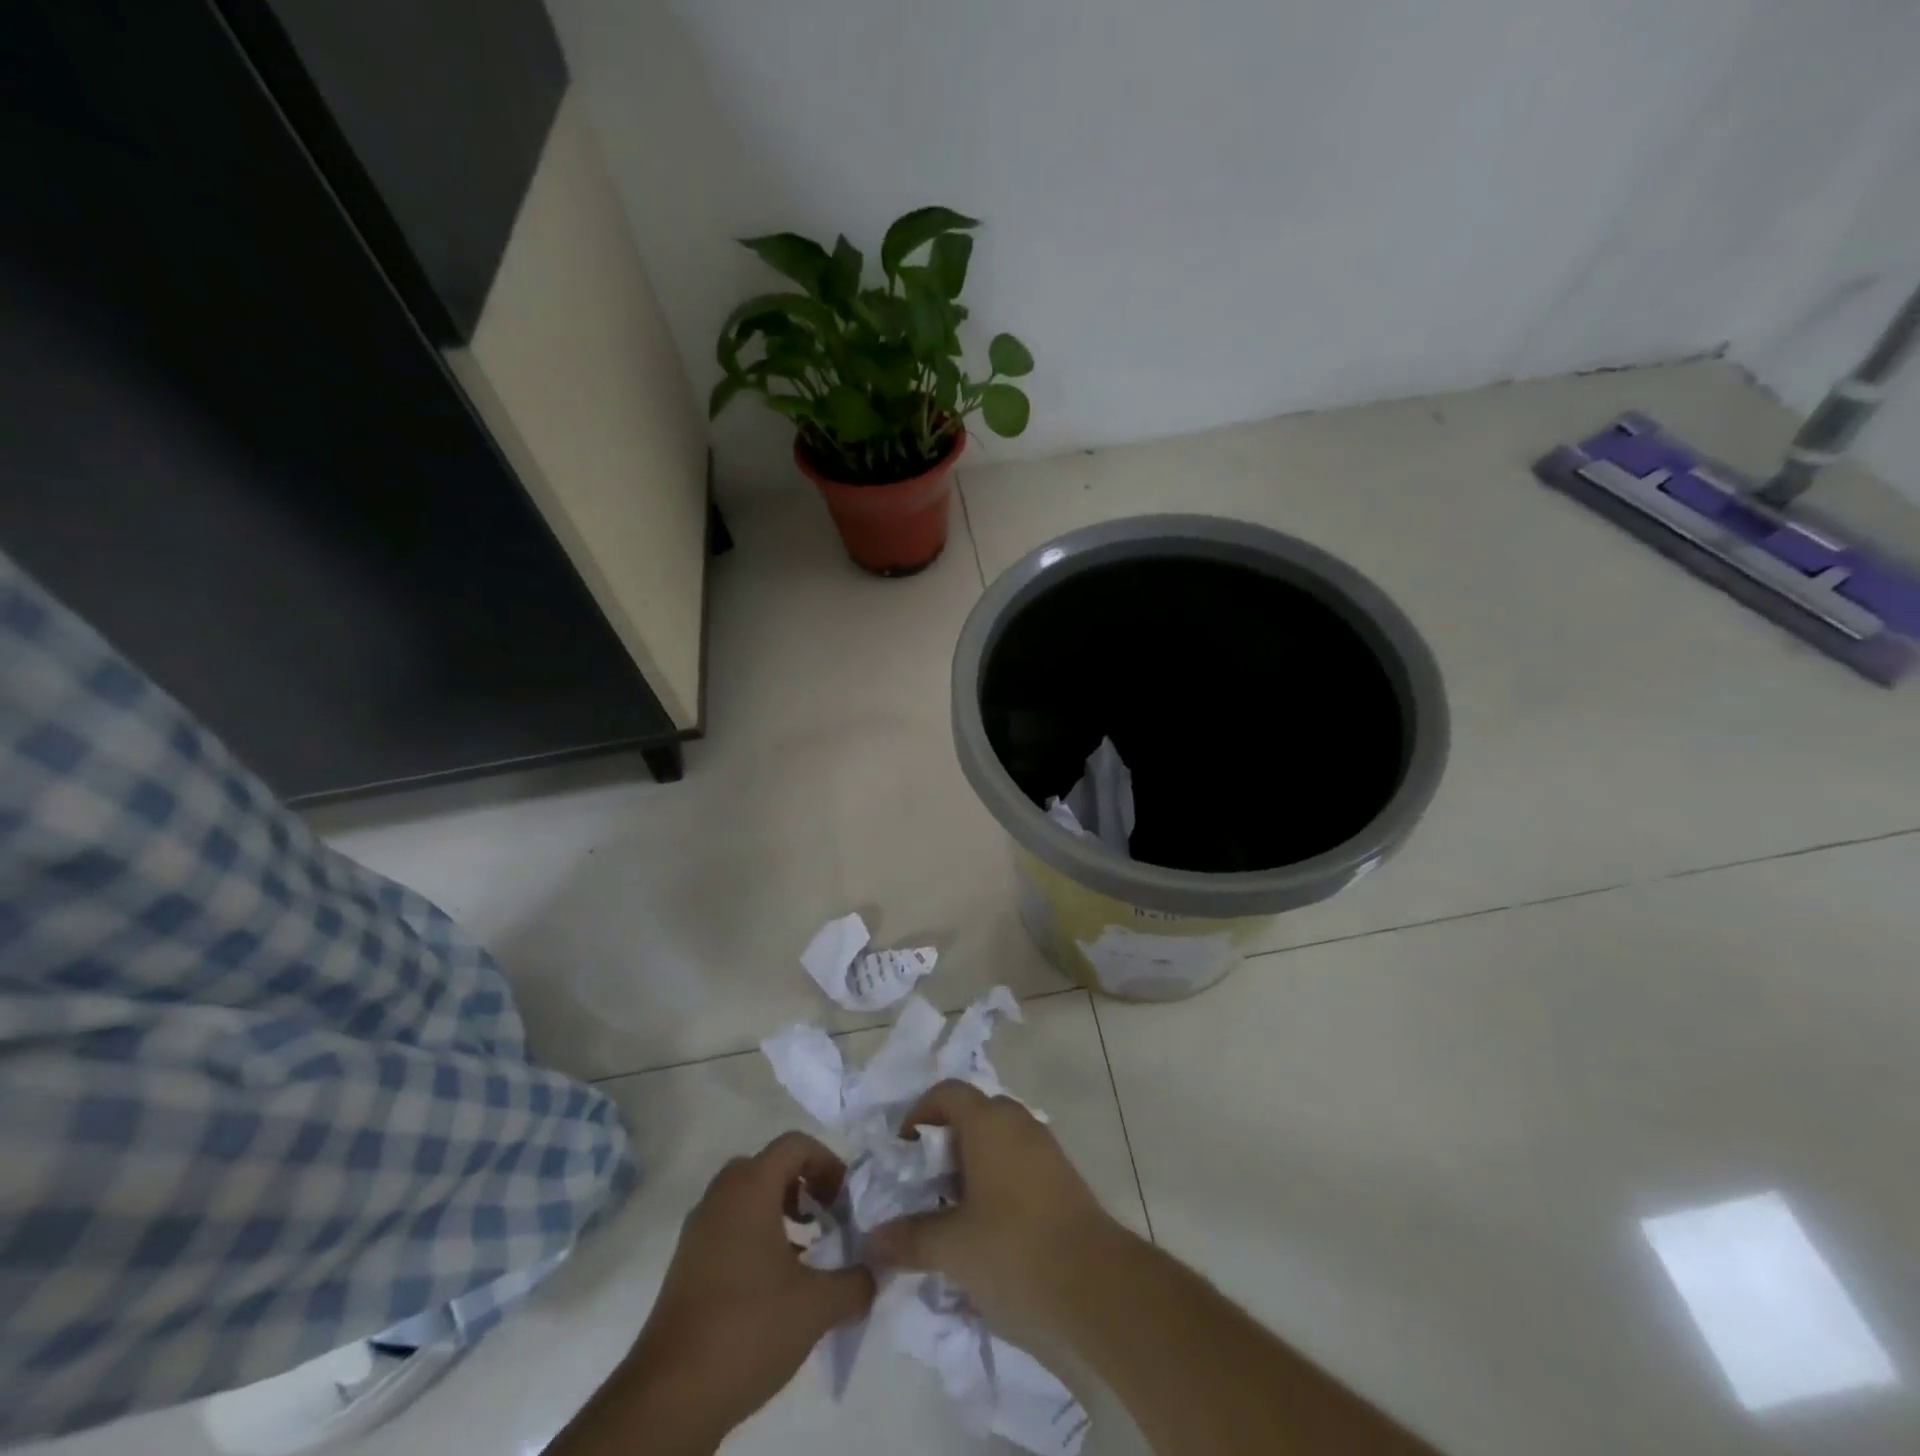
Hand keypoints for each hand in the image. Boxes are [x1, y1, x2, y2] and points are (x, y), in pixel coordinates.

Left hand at [628, 1132, 874, 1441]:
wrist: (669, 1396)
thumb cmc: (748, 1328)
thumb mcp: (817, 1306)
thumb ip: (857, 1281)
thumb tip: (876, 1271)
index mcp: (750, 1187)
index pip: (796, 1144)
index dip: (828, 1163)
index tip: (846, 1202)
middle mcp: (721, 1196)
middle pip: (770, 1166)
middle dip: (803, 1187)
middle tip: (826, 1220)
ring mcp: (698, 1230)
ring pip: (747, 1198)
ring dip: (780, 1213)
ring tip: (806, 1256)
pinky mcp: (686, 1264)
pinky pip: (729, 1227)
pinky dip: (756, 1237)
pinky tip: (774, 1285)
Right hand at [864, 1080, 1127, 1337]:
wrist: (1096, 1283)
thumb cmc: (1014, 1248)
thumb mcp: (952, 1248)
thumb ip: (910, 1237)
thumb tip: (874, 1238)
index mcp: (987, 1121)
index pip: (946, 1092)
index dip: (919, 1114)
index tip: (904, 1153)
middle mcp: (1017, 1121)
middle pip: (973, 1112)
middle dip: (945, 1141)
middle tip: (926, 1183)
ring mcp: (1044, 1146)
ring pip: (998, 1137)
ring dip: (972, 1162)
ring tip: (954, 1209)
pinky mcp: (1062, 1175)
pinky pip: (1019, 1159)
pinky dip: (998, 1177)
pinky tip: (989, 1224)